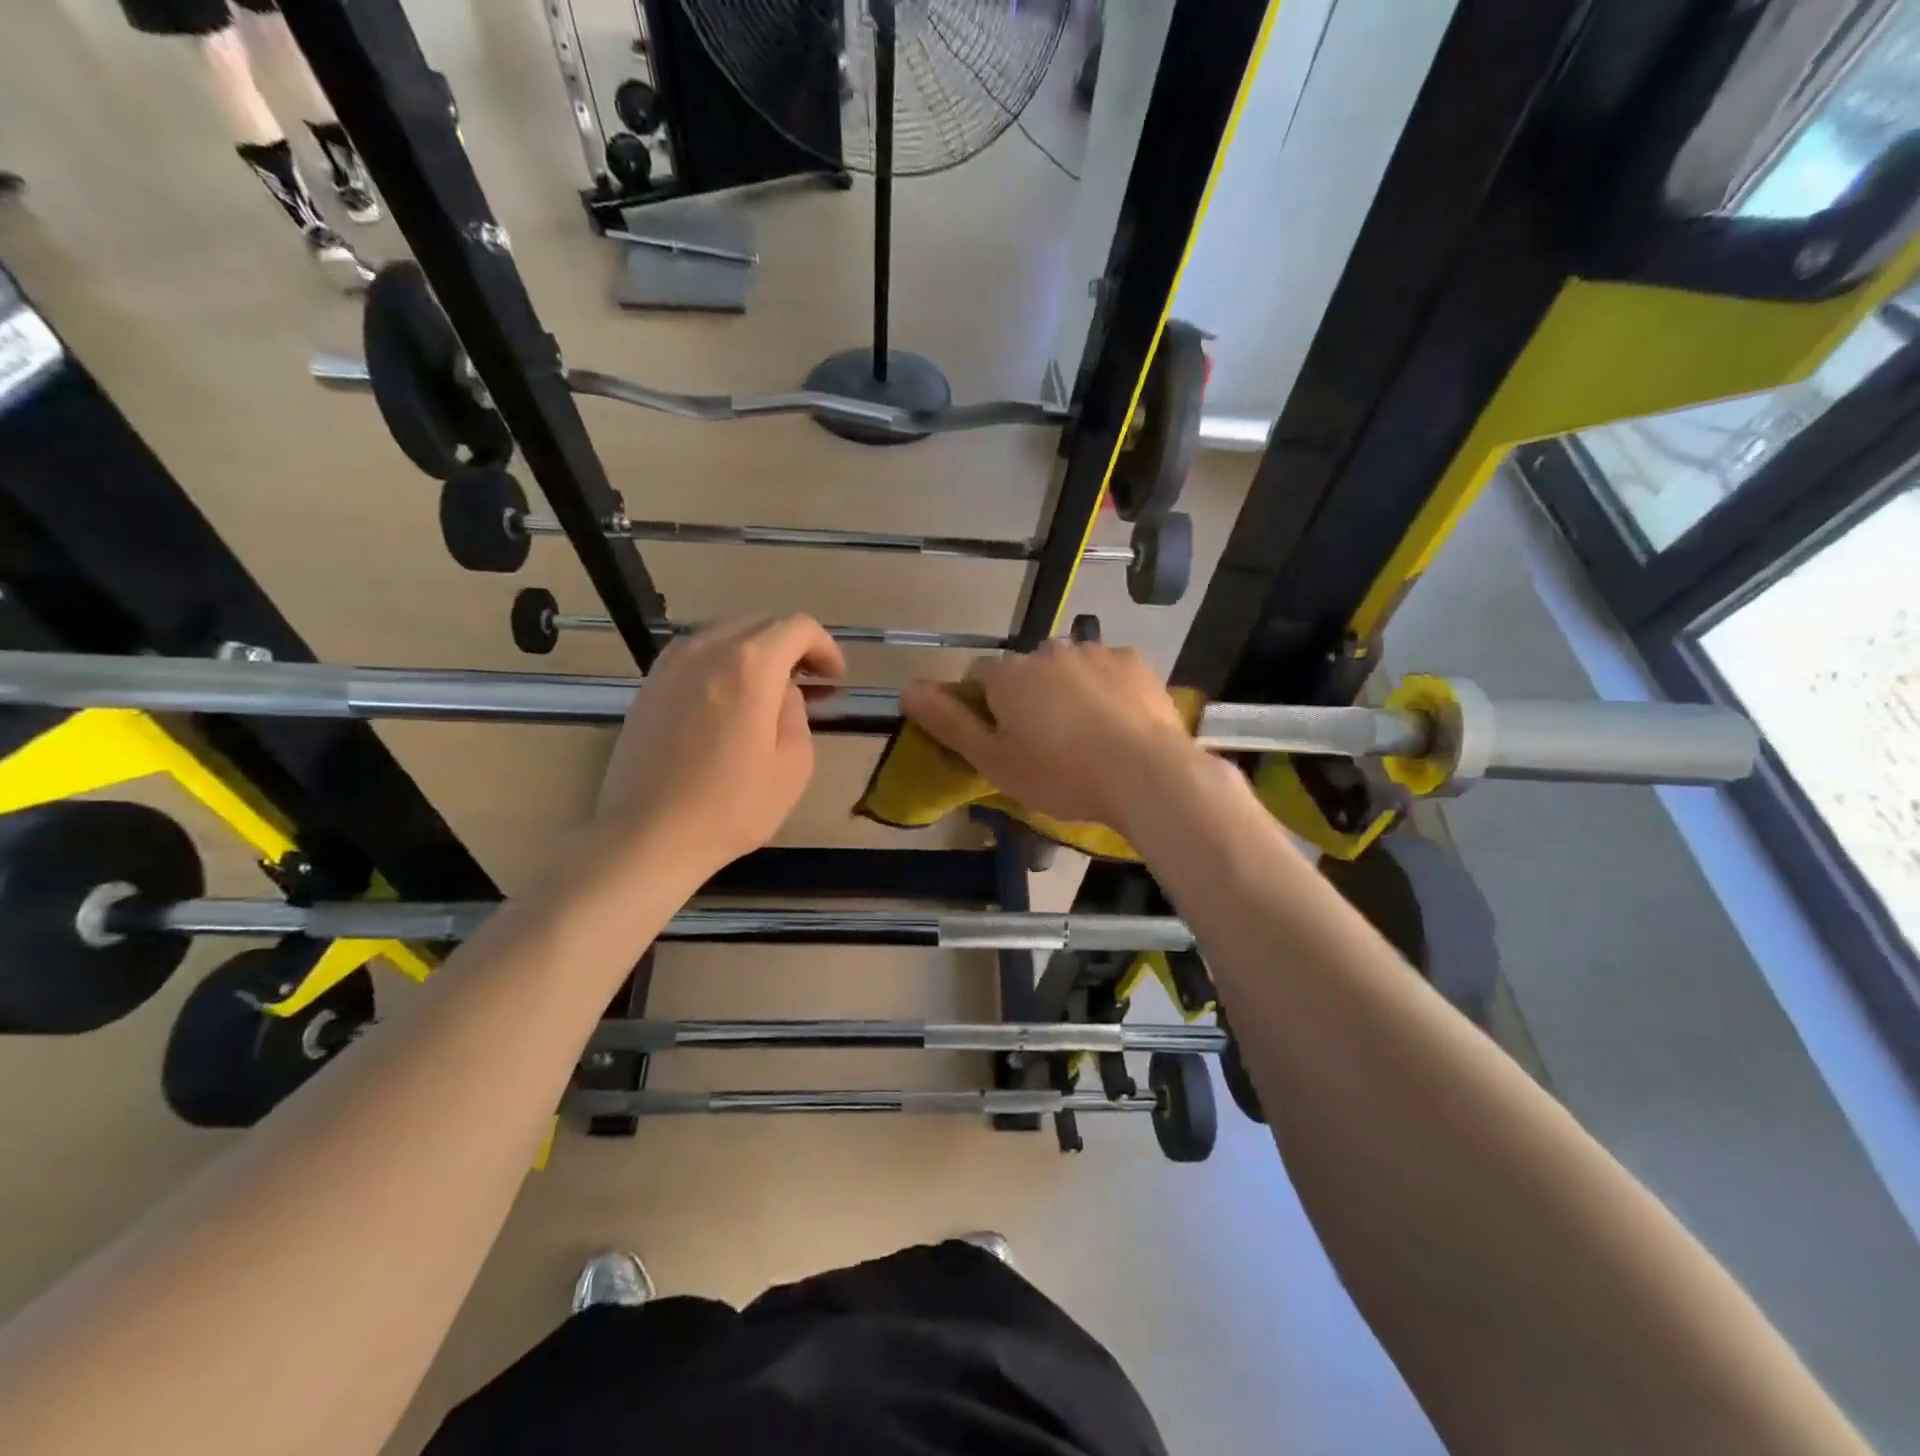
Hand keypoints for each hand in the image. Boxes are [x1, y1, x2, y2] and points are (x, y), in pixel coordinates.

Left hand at [595, 614, 846, 875]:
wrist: (647, 836)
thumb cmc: (731, 807)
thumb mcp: (793, 765)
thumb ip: (797, 712)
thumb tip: (782, 692)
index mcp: (750, 664)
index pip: (798, 627)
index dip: (825, 647)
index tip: (835, 679)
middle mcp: (707, 648)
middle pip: (761, 623)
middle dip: (793, 646)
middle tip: (811, 683)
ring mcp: (671, 663)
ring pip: (727, 633)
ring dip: (757, 652)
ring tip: (771, 690)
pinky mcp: (649, 684)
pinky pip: (697, 654)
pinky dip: (724, 663)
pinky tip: (730, 700)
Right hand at [899, 640, 1201, 830]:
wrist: (1146, 775)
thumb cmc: (1061, 774)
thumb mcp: (994, 761)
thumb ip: (949, 723)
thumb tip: (906, 688)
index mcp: (1009, 675)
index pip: (981, 681)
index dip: (988, 711)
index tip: (1005, 743)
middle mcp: (1048, 651)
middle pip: (1026, 673)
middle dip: (1030, 699)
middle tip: (1048, 745)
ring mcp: (1095, 652)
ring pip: (1068, 669)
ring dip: (1068, 692)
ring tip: (1087, 737)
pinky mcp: (1134, 661)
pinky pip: (1107, 671)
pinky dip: (1106, 690)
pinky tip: (1118, 722)